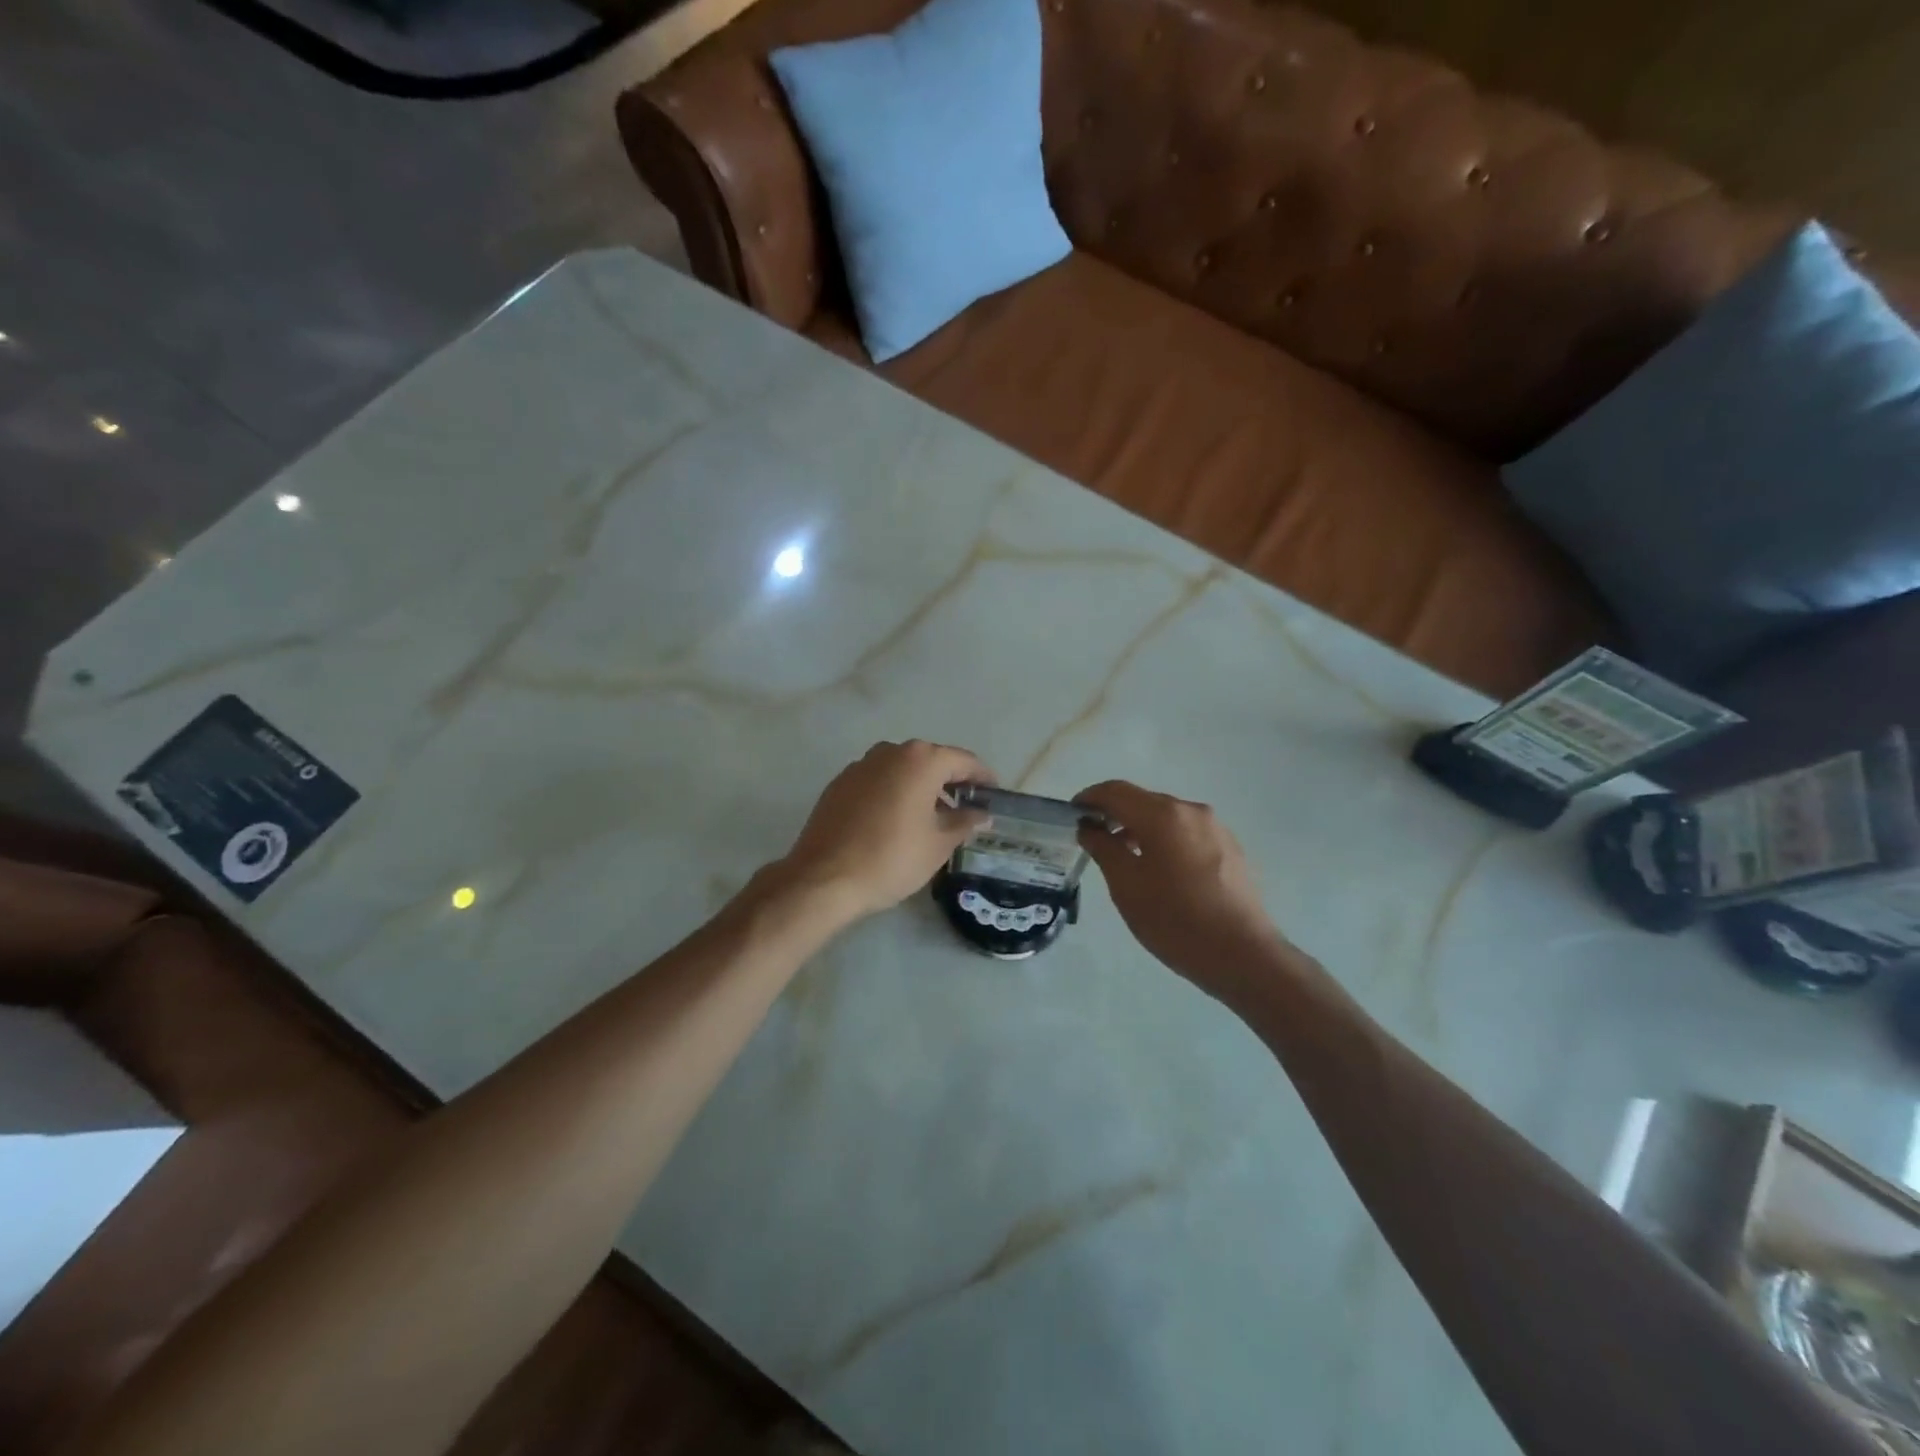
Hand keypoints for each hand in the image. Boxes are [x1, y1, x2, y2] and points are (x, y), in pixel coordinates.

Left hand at [775, 740, 993, 921]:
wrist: (824, 878)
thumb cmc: (892, 858)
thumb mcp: (938, 844)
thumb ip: (965, 822)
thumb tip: (981, 814)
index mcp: (921, 760)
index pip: (963, 760)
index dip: (983, 777)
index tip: (994, 794)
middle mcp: (890, 752)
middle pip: (931, 760)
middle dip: (950, 781)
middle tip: (966, 807)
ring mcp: (860, 765)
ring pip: (902, 770)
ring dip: (920, 787)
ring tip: (932, 817)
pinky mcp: (839, 784)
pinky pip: (878, 781)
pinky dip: (894, 793)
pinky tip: (896, 821)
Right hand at [1074, 780, 1290, 1000]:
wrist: (1243, 955)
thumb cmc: (1175, 920)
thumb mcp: (1126, 885)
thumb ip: (1103, 848)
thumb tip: (1090, 827)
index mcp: (1163, 815)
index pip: (1116, 791)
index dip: (1090, 798)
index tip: (1072, 814)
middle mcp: (1191, 811)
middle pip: (1143, 801)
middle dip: (1115, 814)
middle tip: (1093, 838)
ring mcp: (1216, 828)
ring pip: (1167, 818)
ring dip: (1140, 828)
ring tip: (1124, 856)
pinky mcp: (1230, 848)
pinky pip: (1187, 833)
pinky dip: (1165, 840)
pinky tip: (1160, 870)